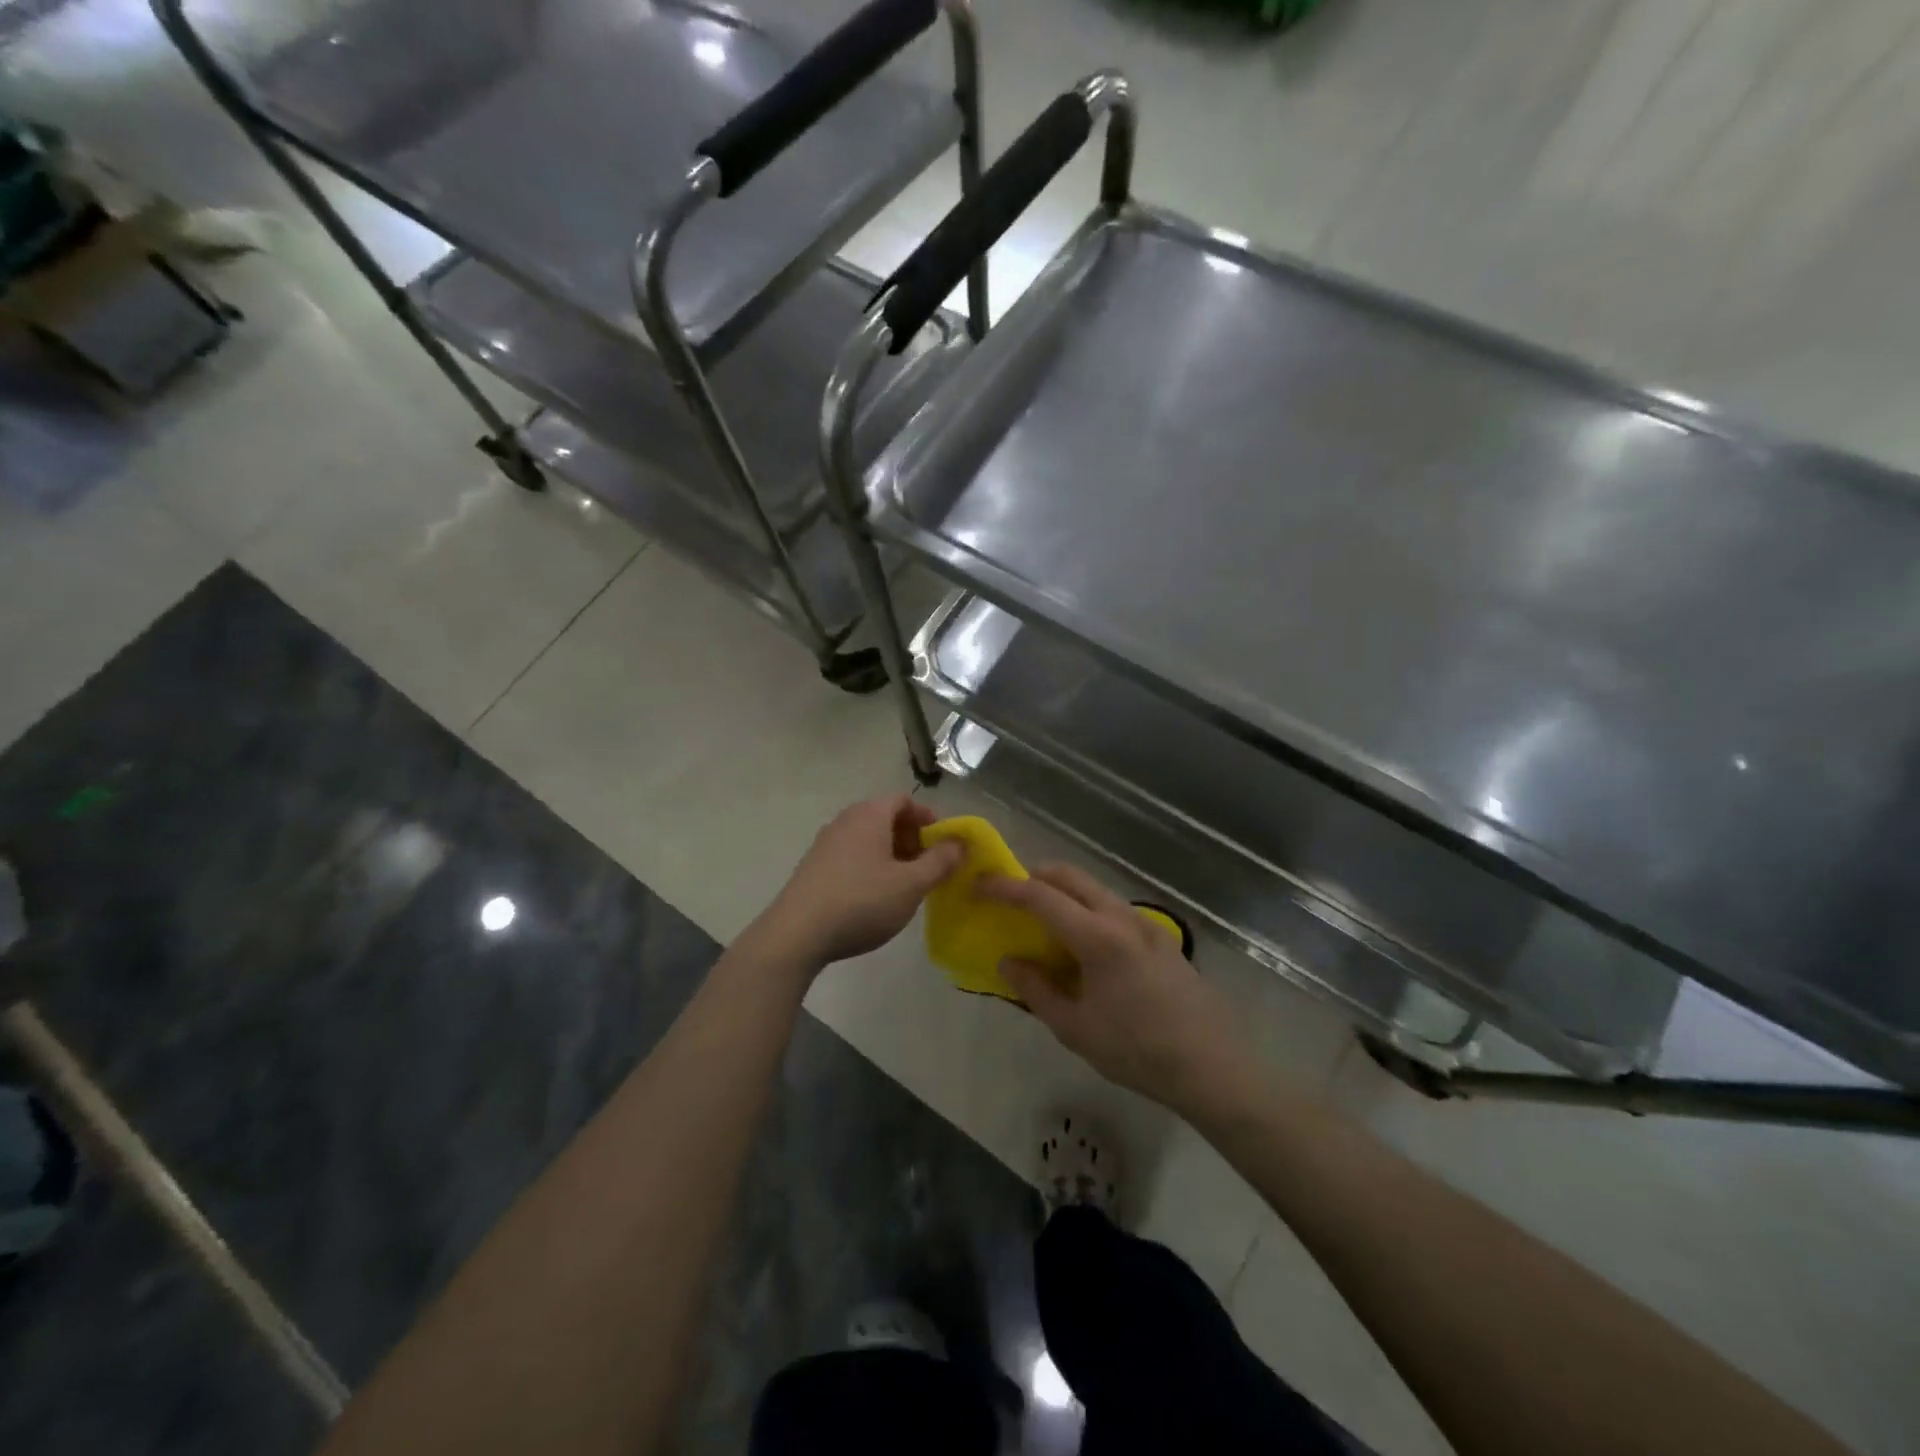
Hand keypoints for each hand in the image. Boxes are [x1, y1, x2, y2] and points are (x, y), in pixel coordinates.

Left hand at [760, 795, 964, 968]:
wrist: (797, 934)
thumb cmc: (862, 902)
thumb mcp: (911, 884)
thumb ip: (940, 861)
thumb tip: (960, 843)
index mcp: (869, 815)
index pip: (904, 800)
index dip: (928, 818)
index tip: (943, 844)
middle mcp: (845, 820)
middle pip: (885, 817)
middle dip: (912, 838)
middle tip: (928, 867)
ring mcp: (825, 843)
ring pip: (868, 839)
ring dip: (891, 855)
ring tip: (905, 885)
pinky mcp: (813, 867)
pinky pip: (851, 856)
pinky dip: (870, 867)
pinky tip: (874, 898)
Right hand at [980, 865, 1252, 1114]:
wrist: (1212, 1067)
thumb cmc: (1137, 1051)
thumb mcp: (1076, 1029)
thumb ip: (1036, 990)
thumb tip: (1008, 962)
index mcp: (1098, 937)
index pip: (1041, 897)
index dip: (1006, 888)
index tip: (980, 886)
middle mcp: (1122, 918)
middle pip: (1071, 876)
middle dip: (1035, 876)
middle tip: (1009, 894)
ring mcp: (1146, 924)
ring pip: (1095, 888)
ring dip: (1063, 891)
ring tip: (1042, 919)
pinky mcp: (1161, 937)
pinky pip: (1113, 907)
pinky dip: (1086, 907)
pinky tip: (1082, 942)